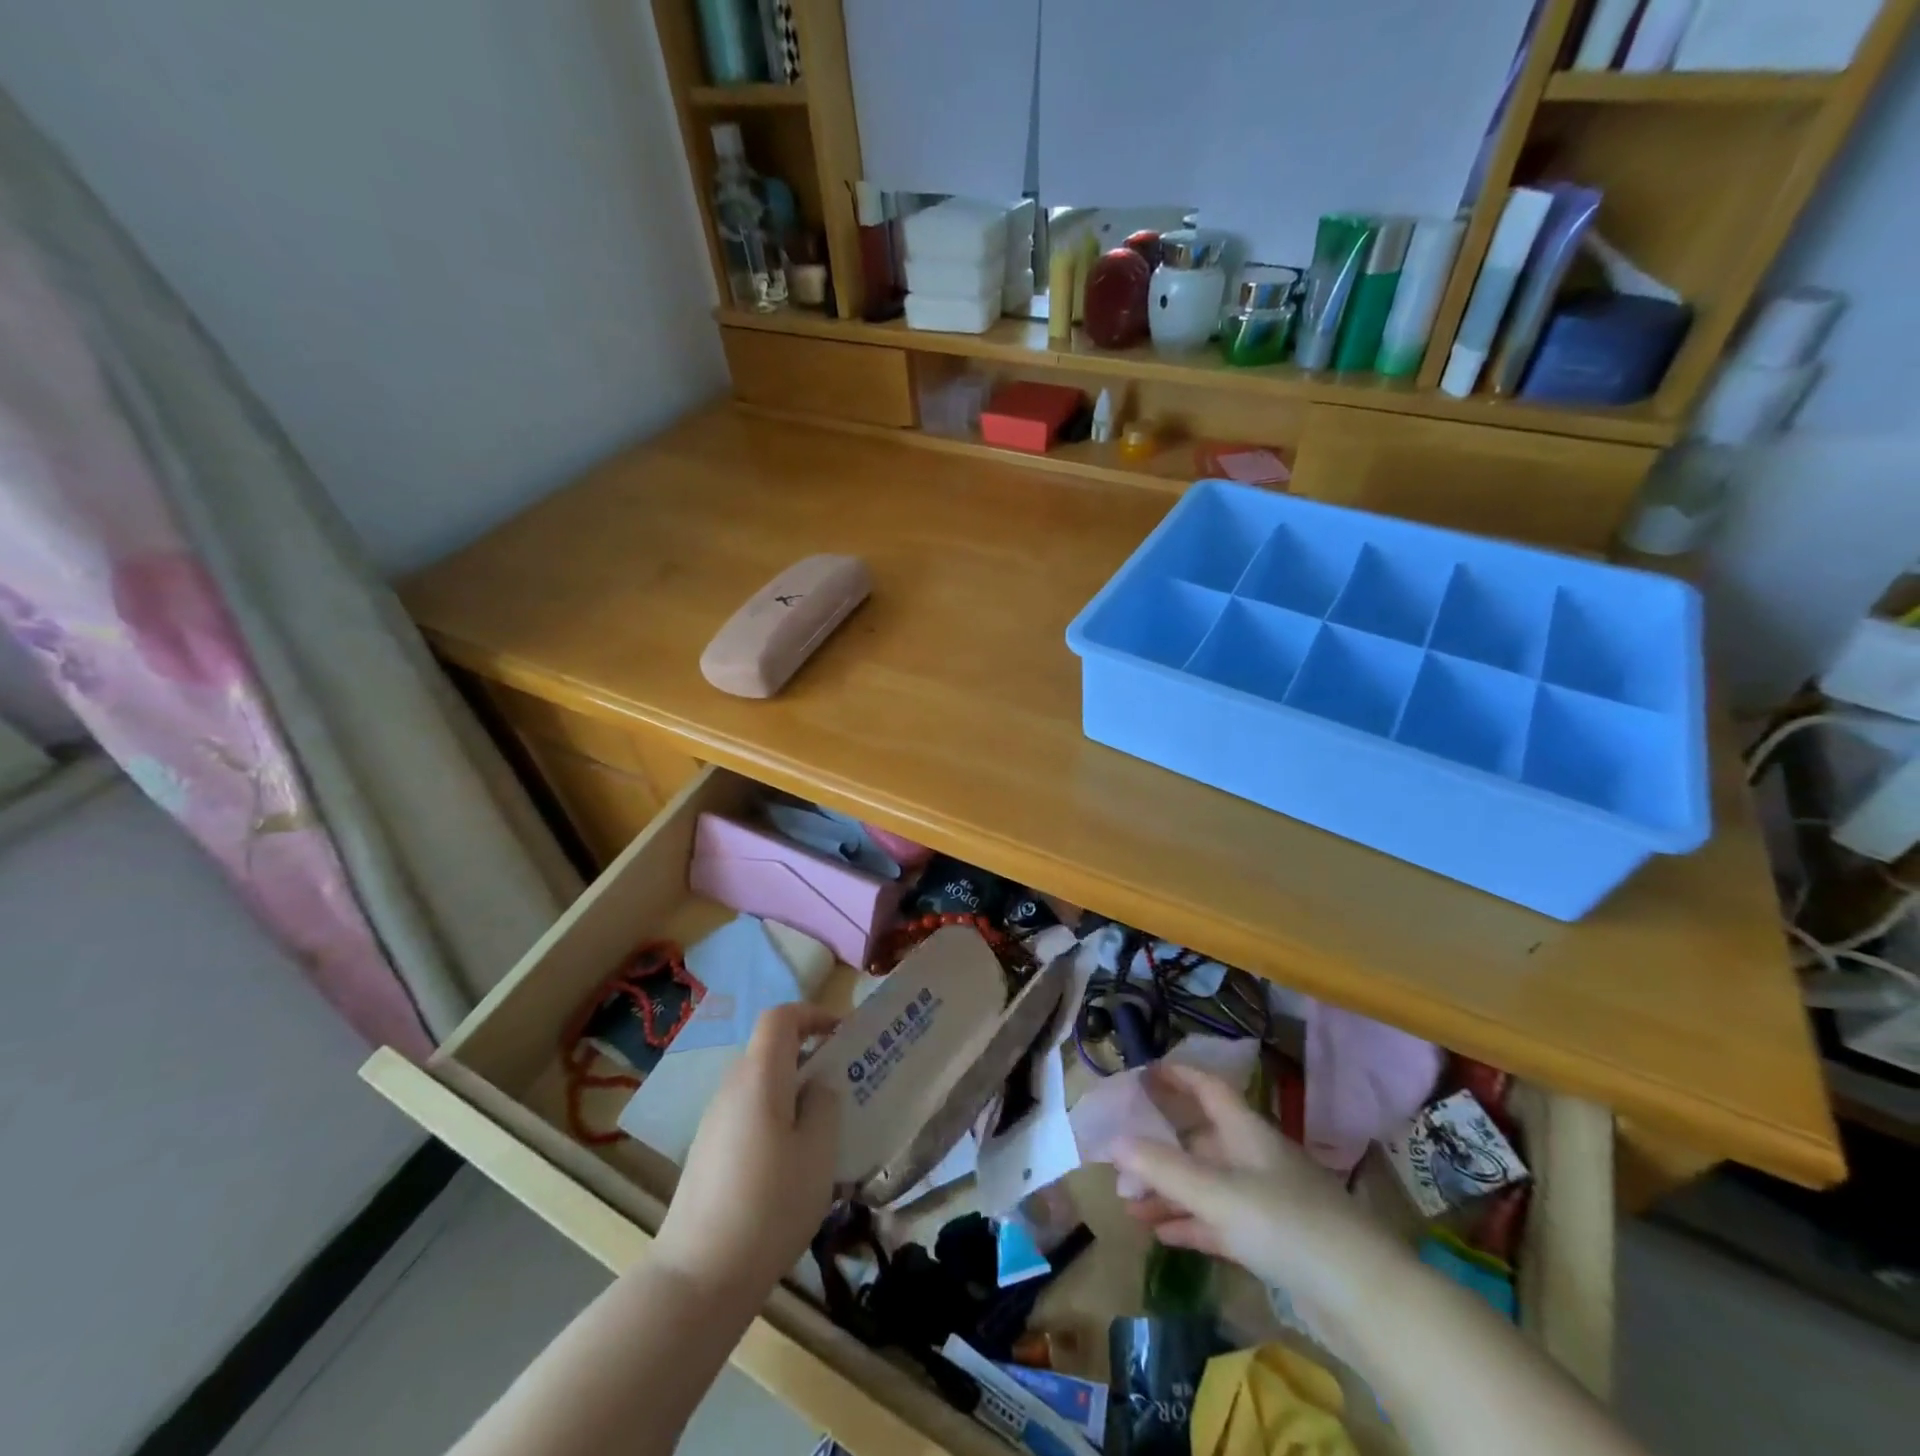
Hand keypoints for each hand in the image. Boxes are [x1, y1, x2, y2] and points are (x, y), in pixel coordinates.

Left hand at [653, 1003, 840, 1312]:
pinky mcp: (707, 1152)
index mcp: (760, 1076)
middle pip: (770, 1050)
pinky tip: (791, 1165)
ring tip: (823, 1130)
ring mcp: (714, 1120)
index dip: (813, 1014)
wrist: (698, 1276)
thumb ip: (825, 1105)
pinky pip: (748, 1114)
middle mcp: (732, 1087)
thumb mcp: (818, 1152)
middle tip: (843, 1086)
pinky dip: (775, 1118)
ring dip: (793, 1092)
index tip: (842, 1034)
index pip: (780, 1017)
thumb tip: (818, 1087)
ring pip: (761, 1085)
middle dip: (809, 1057)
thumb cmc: (770, 1205)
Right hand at [1116, 1063, 1398, 1304]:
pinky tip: (1161, 1234)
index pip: (1207, 1088)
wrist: (1365, 1297)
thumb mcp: (1218, 1192)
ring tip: (1129, 1204)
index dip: (1177, 1076)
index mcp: (1246, 1131)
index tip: (1143, 1073)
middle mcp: (1254, 1157)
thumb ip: (1163, 1168)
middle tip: (1120, 1160)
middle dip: (1159, 1148)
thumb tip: (1112, 1142)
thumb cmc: (1288, 1223)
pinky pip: (1219, 1222)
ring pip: (1206, 1185)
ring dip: (1169, 1192)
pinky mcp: (1272, 1242)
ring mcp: (1265, 1200)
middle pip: (1199, 1141)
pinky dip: (1190, 1224)